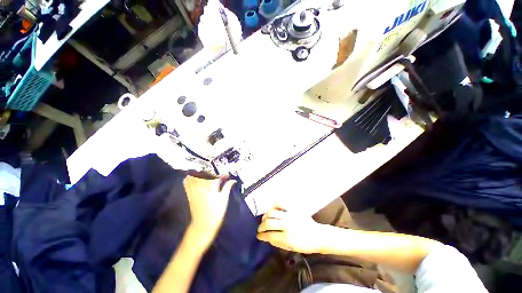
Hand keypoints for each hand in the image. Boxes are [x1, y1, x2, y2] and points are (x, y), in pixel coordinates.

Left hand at [183, 175, 236, 247]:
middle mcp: (202, 186)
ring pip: (195, 178)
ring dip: (198, 174)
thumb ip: (227, 187)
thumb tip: (233, 180)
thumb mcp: (224, 198)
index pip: (217, 176)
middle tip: (216, 175)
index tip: (226, 175)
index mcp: (212, 186)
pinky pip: (187, 185)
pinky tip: (188, 177)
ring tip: (203, 172)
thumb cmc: (216, 211)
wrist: (203, 225)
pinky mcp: (190, 195)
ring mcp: (195, 190)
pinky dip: (187, 180)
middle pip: (205, 174)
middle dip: (210, 173)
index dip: (222, 175)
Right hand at [257, 208, 323, 253]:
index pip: (269, 235)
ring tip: (264, 219)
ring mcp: (289, 215)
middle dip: (261, 226)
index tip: (259, 236)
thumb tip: (267, 237)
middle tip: (260, 228)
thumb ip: (278, 242)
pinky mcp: (292, 208)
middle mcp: (287, 224)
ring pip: (272, 212)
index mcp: (287, 238)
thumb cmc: (305, 245)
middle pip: (268, 223)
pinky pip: (280, 203)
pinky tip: (272, 209)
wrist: (318, 235)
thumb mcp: (291, 248)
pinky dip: (273, 205)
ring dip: (265, 216)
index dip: (262, 236)